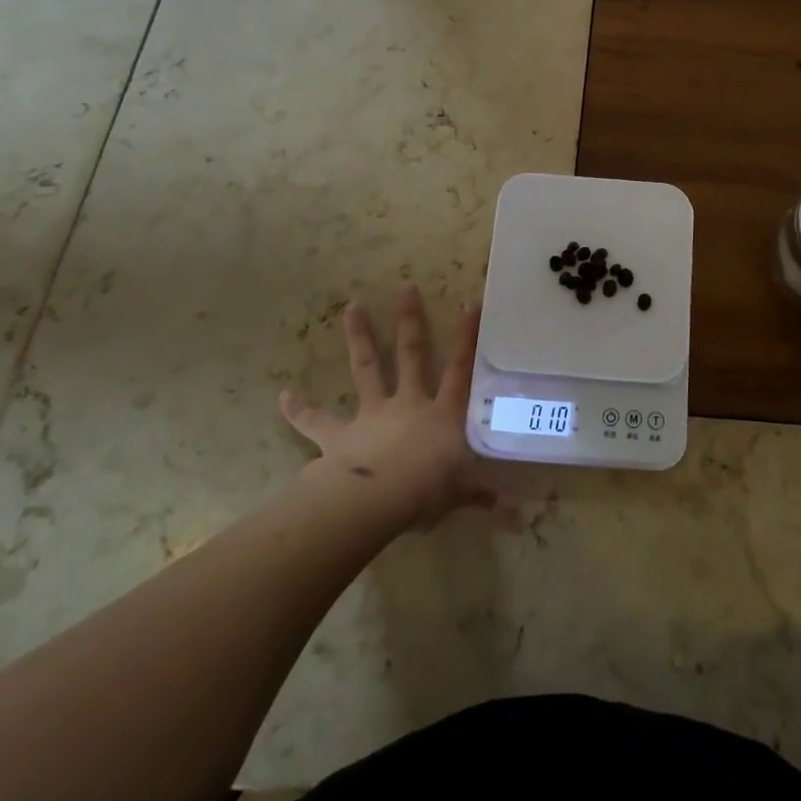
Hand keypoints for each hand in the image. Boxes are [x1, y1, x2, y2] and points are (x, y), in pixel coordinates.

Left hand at [279, 285, 497, 528]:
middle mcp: (408, 404)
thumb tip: (518, 513)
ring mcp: (372, 415)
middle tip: (405, 287)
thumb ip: (482, 495)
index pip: (460, 369)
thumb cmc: (426, 491)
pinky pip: (316, 421)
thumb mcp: (461, 493)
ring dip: (360, 338)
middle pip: (411, 354)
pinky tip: (283, 395)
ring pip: (367, 368)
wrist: (376, 500)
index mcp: (442, 413)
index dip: (467, 338)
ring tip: (352, 307)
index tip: (470, 303)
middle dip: (409, 321)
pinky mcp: (339, 435)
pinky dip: (299, 409)